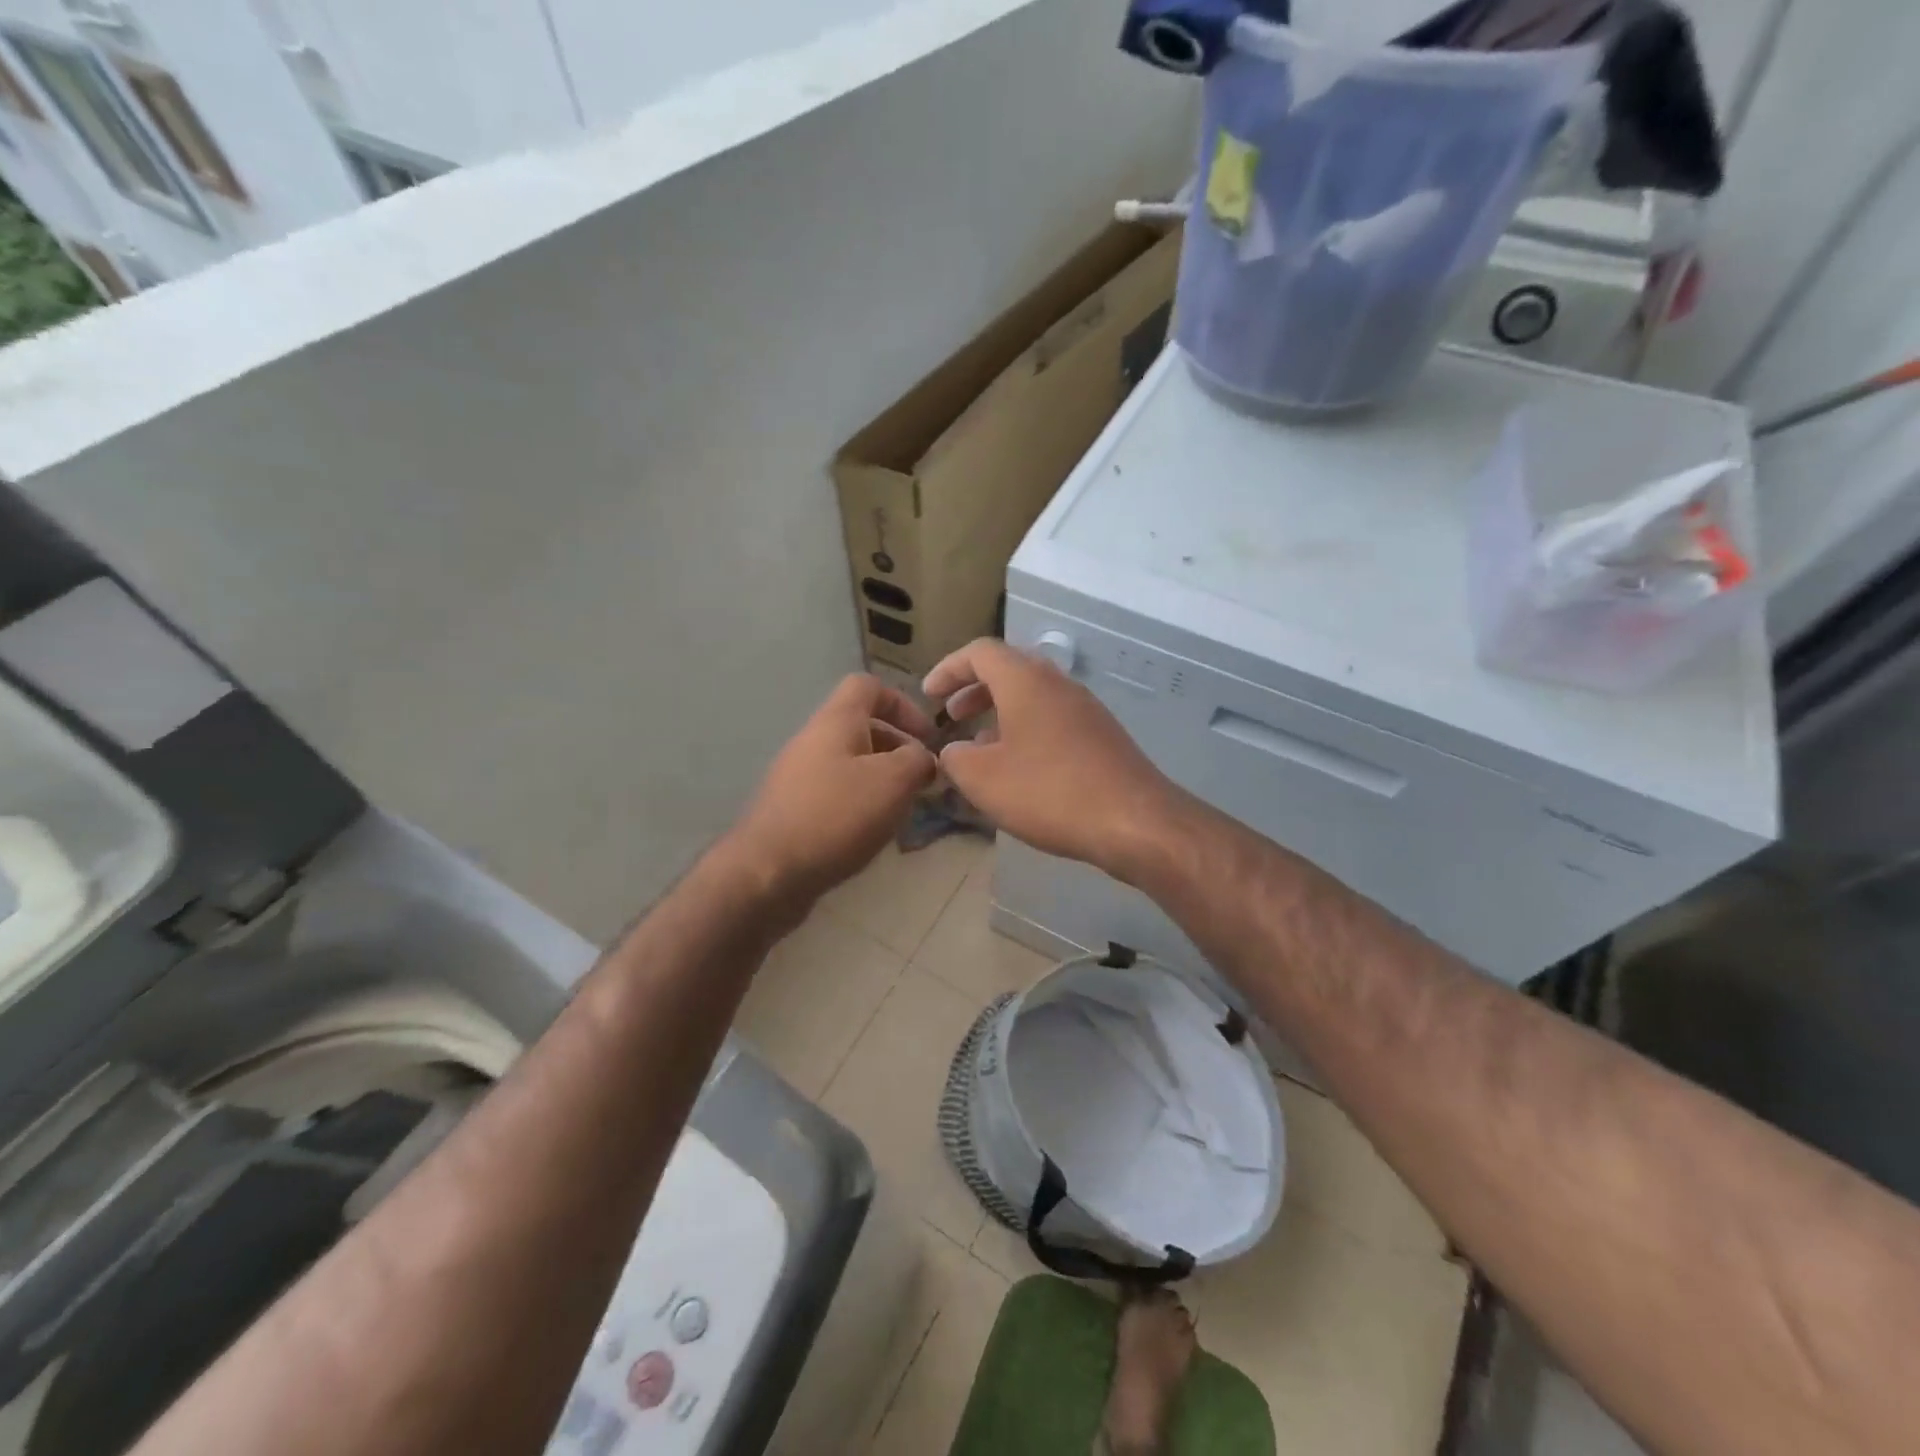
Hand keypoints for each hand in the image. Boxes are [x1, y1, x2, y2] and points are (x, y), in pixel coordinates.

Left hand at [727, 674, 937, 903]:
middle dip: (897, 748)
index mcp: (836, 721)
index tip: (927, 737)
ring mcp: (797, 776)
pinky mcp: (792, 810)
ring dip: (881, 780)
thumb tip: (924, 758)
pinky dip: (859, 804)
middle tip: (922, 780)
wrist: (768, 873)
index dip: (903, 704)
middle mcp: (812, 740)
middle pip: (861, 727)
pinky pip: (834, 793)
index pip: (868, 686)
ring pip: (849, 763)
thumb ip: (918, 760)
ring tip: (902, 810)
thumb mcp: (893, 781)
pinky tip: (871, 833)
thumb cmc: (836, 816)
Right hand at [923, 639, 1184, 881]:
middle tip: (951, 715)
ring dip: (1000, 712)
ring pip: (1033, 696)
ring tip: (979, 744)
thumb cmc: (1050, 792)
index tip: (929, 695)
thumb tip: (955, 750)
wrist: (1134, 821)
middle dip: (974, 689)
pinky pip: (1053, 719)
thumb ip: (956, 758)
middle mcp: (1058, 684)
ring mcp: (1085, 709)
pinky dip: (1026, 730)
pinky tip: (1019, 767)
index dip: (948, 669)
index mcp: (1025, 681)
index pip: (979, 652)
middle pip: (1009, 669)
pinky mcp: (1101, 736)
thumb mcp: (983, 779)